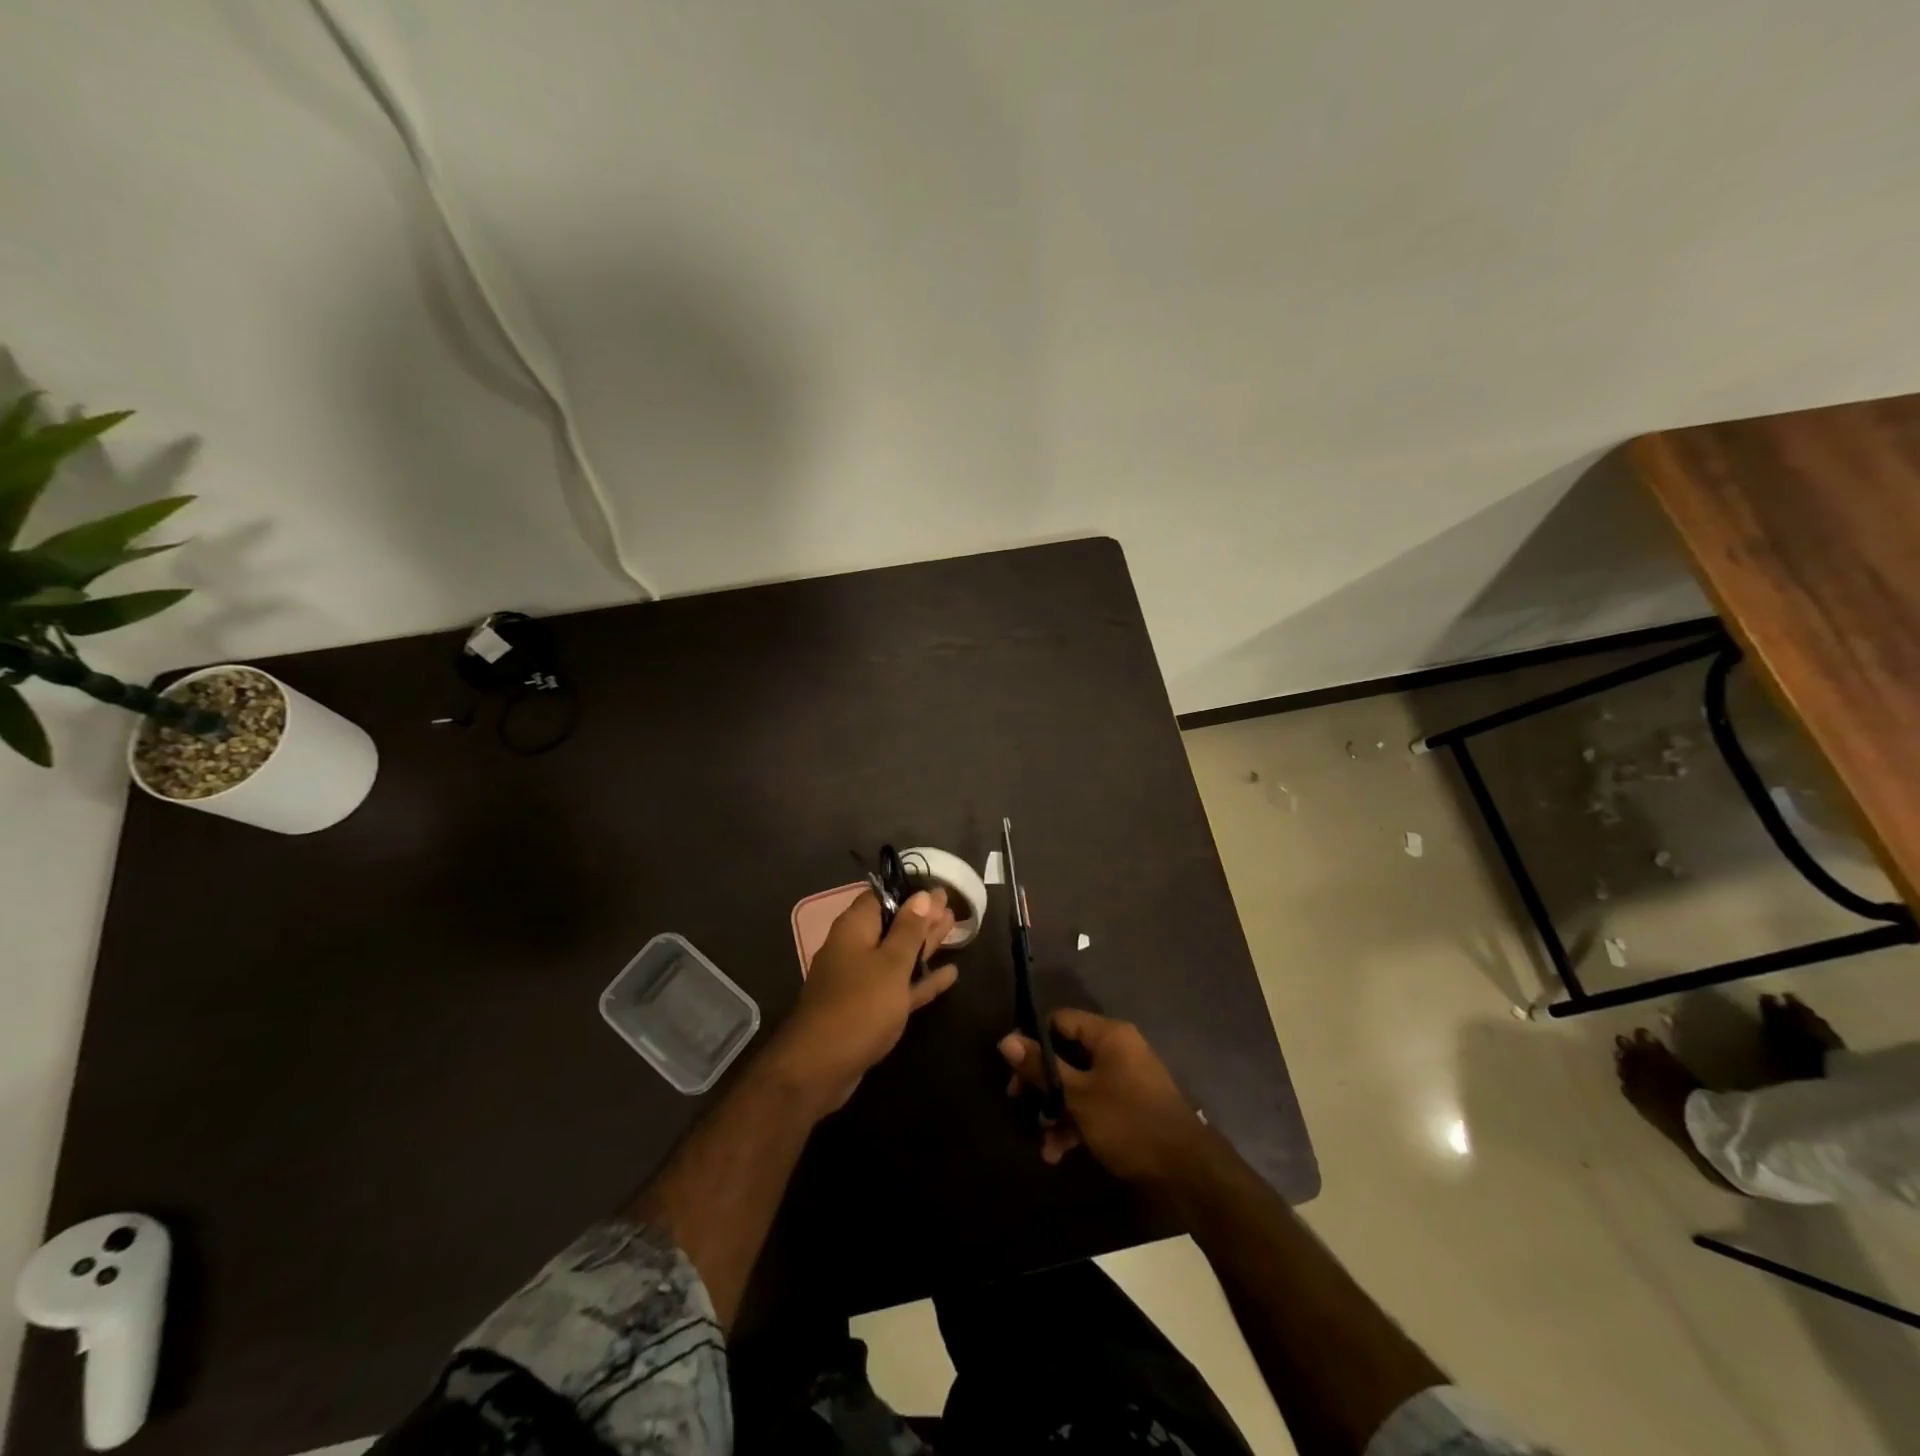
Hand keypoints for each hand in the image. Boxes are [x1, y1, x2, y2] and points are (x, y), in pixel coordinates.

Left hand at [775, 889, 958, 1111]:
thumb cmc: (859, 1005)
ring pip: (898, 955)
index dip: (910, 892)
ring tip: (954, 929)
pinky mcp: (868, 1009)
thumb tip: (922, 895)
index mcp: (854, 928)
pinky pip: (898, 986)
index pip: (881, 896)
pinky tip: (950, 974)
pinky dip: (921, 979)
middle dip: (921, 916)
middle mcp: (855, 948)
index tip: (938, 889)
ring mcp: (860, 980)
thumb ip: (909, 930)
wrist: (820, 1067)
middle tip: (952, 906)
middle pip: (892, 925)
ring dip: (924, 944)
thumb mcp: (891, 963)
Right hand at [1000, 1009, 1206, 1185]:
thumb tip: (1005, 1040)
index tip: (1013, 1066)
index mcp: (1109, 1035)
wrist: (1186, 1171)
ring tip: (1043, 1140)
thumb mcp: (1078, 1095)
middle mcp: (1118, 1050)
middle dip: (1043, 1082)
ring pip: (1079, 1084)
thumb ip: (1041, 1068)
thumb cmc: (1128, 1121)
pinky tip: (1057, 1154)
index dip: (1033, 1039)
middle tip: (1019, 1101)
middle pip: (1067, 1053)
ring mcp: (1125, 1080)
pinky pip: (1094, 1105)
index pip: (1061, 1020)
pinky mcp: (1129, 1108)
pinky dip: (1076, 1124)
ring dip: (1057, 1110)